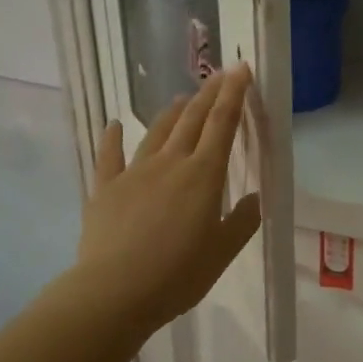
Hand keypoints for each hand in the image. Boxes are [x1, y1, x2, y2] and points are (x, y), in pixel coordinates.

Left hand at [75, 64, 262, 335]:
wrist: (115, 291)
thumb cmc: (178, 274)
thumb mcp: (223, 251)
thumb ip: (242, 220)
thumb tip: (256, 197)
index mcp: (204, 175)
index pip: (223, 125)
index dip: (233, 95)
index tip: (241, 70)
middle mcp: (170, 163)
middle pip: (192, 120)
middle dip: (208, 94)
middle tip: (219, 74)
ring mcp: (134, 173)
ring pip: (157, 132)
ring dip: (172, 112)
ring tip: (181, 98)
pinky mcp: (105, 189)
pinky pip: (110, 157)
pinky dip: (114, 138)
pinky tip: (115, 125)